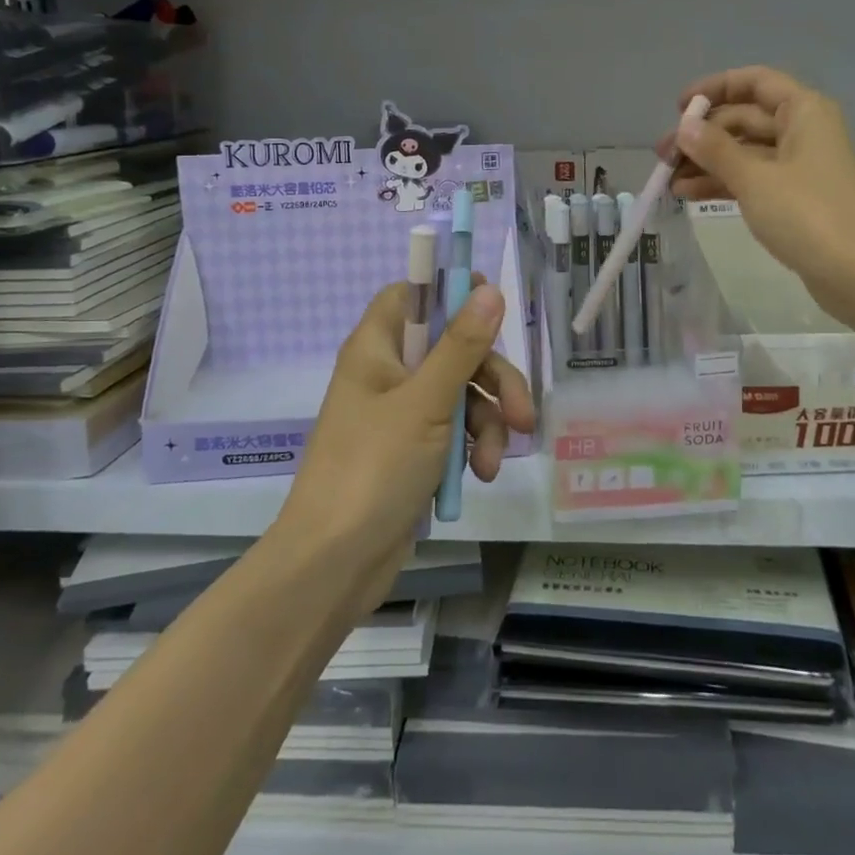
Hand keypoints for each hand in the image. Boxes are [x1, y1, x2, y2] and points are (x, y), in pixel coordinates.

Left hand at [277, 281, 533, 617]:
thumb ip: (461, 346)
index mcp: (377, 348)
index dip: (450, 292)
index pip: (412, 294)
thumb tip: (488, 289)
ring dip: (488, 423)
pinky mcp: (413, 451)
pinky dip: (473, 448)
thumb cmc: (373, 469)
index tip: (491, 305)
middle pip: (453, 348)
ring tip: (494, 461)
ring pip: (462, 393)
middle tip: (521, 411)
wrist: (333, 565)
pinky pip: (454, 430)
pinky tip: (482, 475)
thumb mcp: (426, 403)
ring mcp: (401, 414)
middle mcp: (388, 373)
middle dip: (492, 379)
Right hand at [662, 66, 854, 322]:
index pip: (754, 82)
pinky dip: (723, 183)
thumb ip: (715, 149)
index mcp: (803, 111)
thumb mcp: (754, 178)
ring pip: (745, 152)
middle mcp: (803, 131)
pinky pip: (752, 178)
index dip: (715, 88)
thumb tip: (685, 126)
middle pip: (745, 118)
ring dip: (707, 162)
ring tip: (669, 180)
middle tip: (663, 155)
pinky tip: (689, 194)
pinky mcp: (795, 198)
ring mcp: (800, 167)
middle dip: (703, 134)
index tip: (679, 107)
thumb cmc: (808, 214)